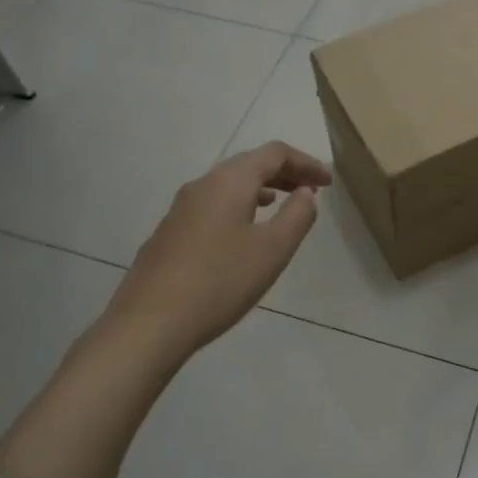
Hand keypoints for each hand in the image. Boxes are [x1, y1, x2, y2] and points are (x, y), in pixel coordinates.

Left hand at [103, 142, 332, 361]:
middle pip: (249, 164)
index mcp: (230, 181)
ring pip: (228, 185)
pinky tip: (242, 232)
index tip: (329, 182)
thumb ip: (297, 215)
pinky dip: (238, 205)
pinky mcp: (168, 234)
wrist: (149, 324)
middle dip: (284, 172)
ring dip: (261, 188)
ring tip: (281, 203)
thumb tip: (305, 193)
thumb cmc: (220, 282)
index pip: (274, 153)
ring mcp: (180, 209)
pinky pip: (212, 205)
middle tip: (311, 189)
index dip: (306, 162)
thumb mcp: (273, 249)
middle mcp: (202, 185)